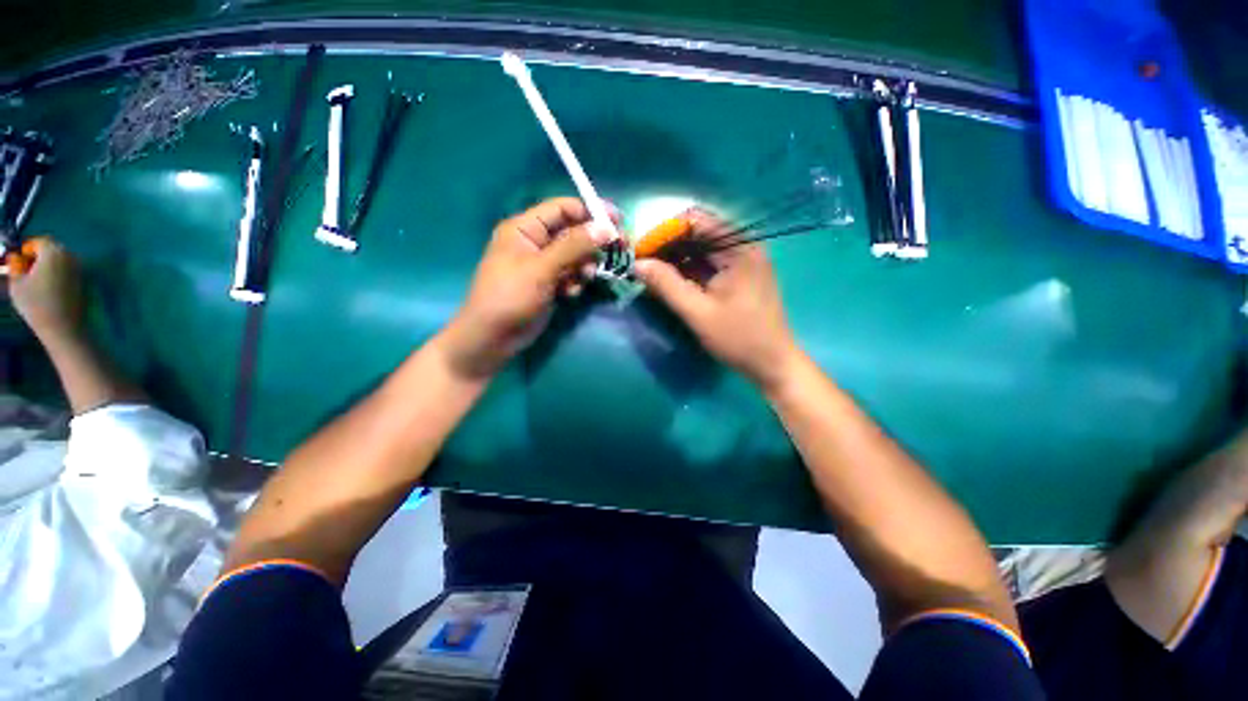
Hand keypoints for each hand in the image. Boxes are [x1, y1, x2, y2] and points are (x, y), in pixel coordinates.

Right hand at [7, 237, 83, 342]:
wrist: (62, 326)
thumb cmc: (36, 304)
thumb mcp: (16, 283)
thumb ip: (14, 266)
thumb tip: (15, 257)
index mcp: (53, 252)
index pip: (40, 241)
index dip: (28, 249)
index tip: (19, 260)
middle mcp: (70, 256)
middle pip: (52, 249)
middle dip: (38, 256)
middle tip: (27, 269)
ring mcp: (79, 268)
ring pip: (61, 259)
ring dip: (48, 264)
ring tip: (36, 279)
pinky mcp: (84, 281)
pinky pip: (68, 270)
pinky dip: (58, 273)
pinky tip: (49, 287)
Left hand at [440, 198, 612, 378]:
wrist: (494, 338)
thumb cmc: (510, 297)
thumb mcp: (542, 269)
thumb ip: (574, 246)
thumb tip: (605, 227)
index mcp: (524, 228)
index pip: (562, 209)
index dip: (590, 211)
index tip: (617, 220)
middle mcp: (535, 242)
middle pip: (573, 232)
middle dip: (593, 242)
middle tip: (619, 247)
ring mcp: (543, 265)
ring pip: (575, 256)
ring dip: (584, 265)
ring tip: (584, 278)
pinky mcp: (550, 283)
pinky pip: (571, 275)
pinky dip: (575, 282)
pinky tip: (570, 294)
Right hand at [633, 209, 799, 389]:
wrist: (772, 364)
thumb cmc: (739, 338)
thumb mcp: (698, 312)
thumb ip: (666, 285)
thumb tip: (637, 264)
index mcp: (739, 248)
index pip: (695, 221)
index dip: (664, 233)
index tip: (640, 251)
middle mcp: (742, 247)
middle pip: (697, 234)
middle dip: (666, 247)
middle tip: (641, 265)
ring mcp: (741, 262)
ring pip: (700, 250)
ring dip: (674, 260)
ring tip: (650, 274)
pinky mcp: (737, 276)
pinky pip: (707, 265)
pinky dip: (686, 271)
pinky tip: (668, 282)